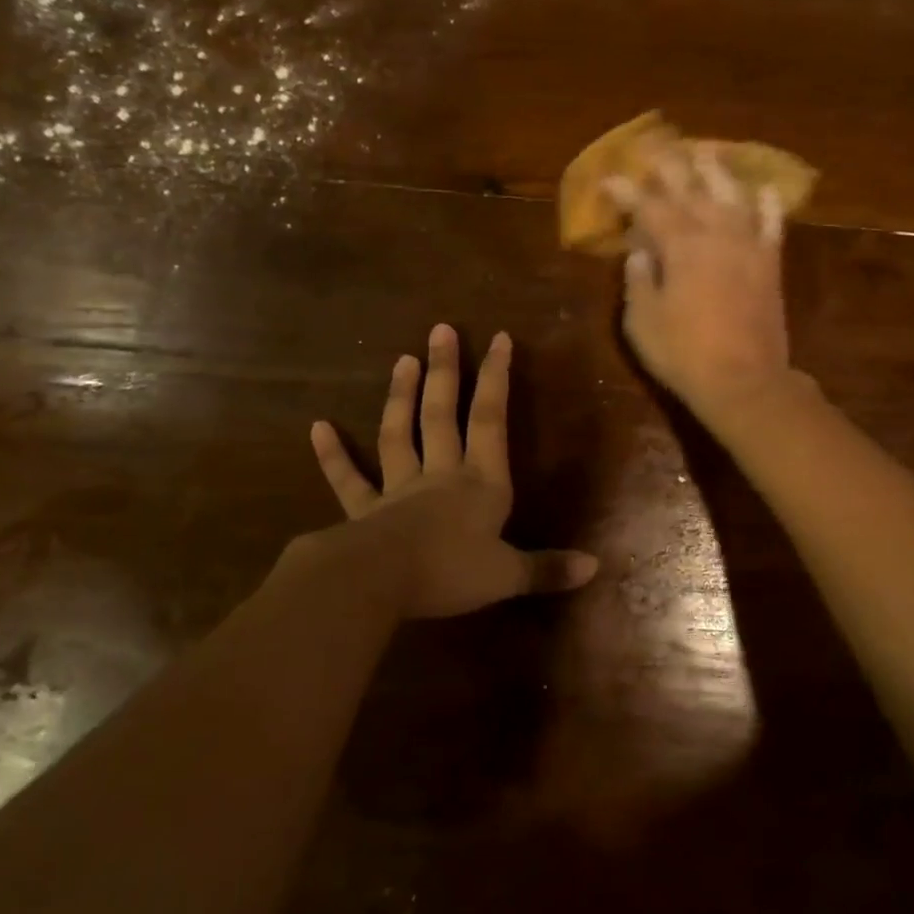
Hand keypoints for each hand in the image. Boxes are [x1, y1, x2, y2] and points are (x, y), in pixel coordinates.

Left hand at [307, 324, 598, 618]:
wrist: (380, 584)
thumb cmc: (449, 572)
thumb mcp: (506, 575)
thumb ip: (548, 569)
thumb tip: (595, 566)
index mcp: (480, 483)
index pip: (491, 420)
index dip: (497, 378)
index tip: (499, 338)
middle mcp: (440, 475)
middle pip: (442, 415)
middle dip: (446, 372)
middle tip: (440, 329)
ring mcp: (398, 490)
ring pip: (399, 435)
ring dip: (401, 397)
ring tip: (403, 359)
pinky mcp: (364, 511)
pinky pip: (349, 480)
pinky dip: (333, 455)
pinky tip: (318, 427)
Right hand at [608, 145, 801, 427]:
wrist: (744, 380)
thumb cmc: (683, 354)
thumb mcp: (642, 321)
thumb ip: (639, 279)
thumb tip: (640, 250)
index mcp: (680, 245)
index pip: (649, 207)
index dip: (627, 192)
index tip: (610, 180)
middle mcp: (716, 234)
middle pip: (691, 190)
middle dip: (671, 167)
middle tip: (657, 147)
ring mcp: (748, 246)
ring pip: (732, 196)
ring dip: (716, 171)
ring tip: (705, 151)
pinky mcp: (770, 264)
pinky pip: (772, 225)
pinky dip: (768, 205)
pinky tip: (763, 189)